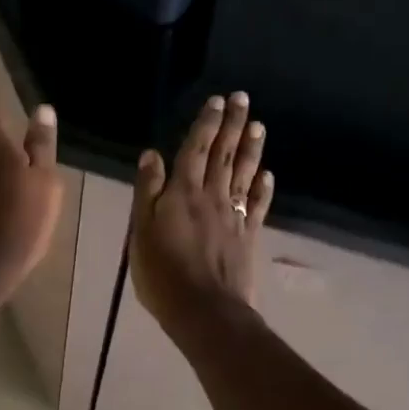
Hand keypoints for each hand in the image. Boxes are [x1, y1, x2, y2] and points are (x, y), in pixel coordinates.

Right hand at [129, 92, 272, 341]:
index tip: (217, 101)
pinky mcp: (247, 236)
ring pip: (243, 174)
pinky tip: (267, 174)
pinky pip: (257, 205)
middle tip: (242, 99)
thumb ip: (147, 192)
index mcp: (182, 193)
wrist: (204, 310)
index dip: (206, 125)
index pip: (195, 150)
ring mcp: (233, 216)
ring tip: (258, 125)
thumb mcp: (141, 232)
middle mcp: (211, 197)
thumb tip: (152, 155)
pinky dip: (263, 187)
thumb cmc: (163, 274)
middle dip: (232, 125)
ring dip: (251, 148)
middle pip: (223, 155)